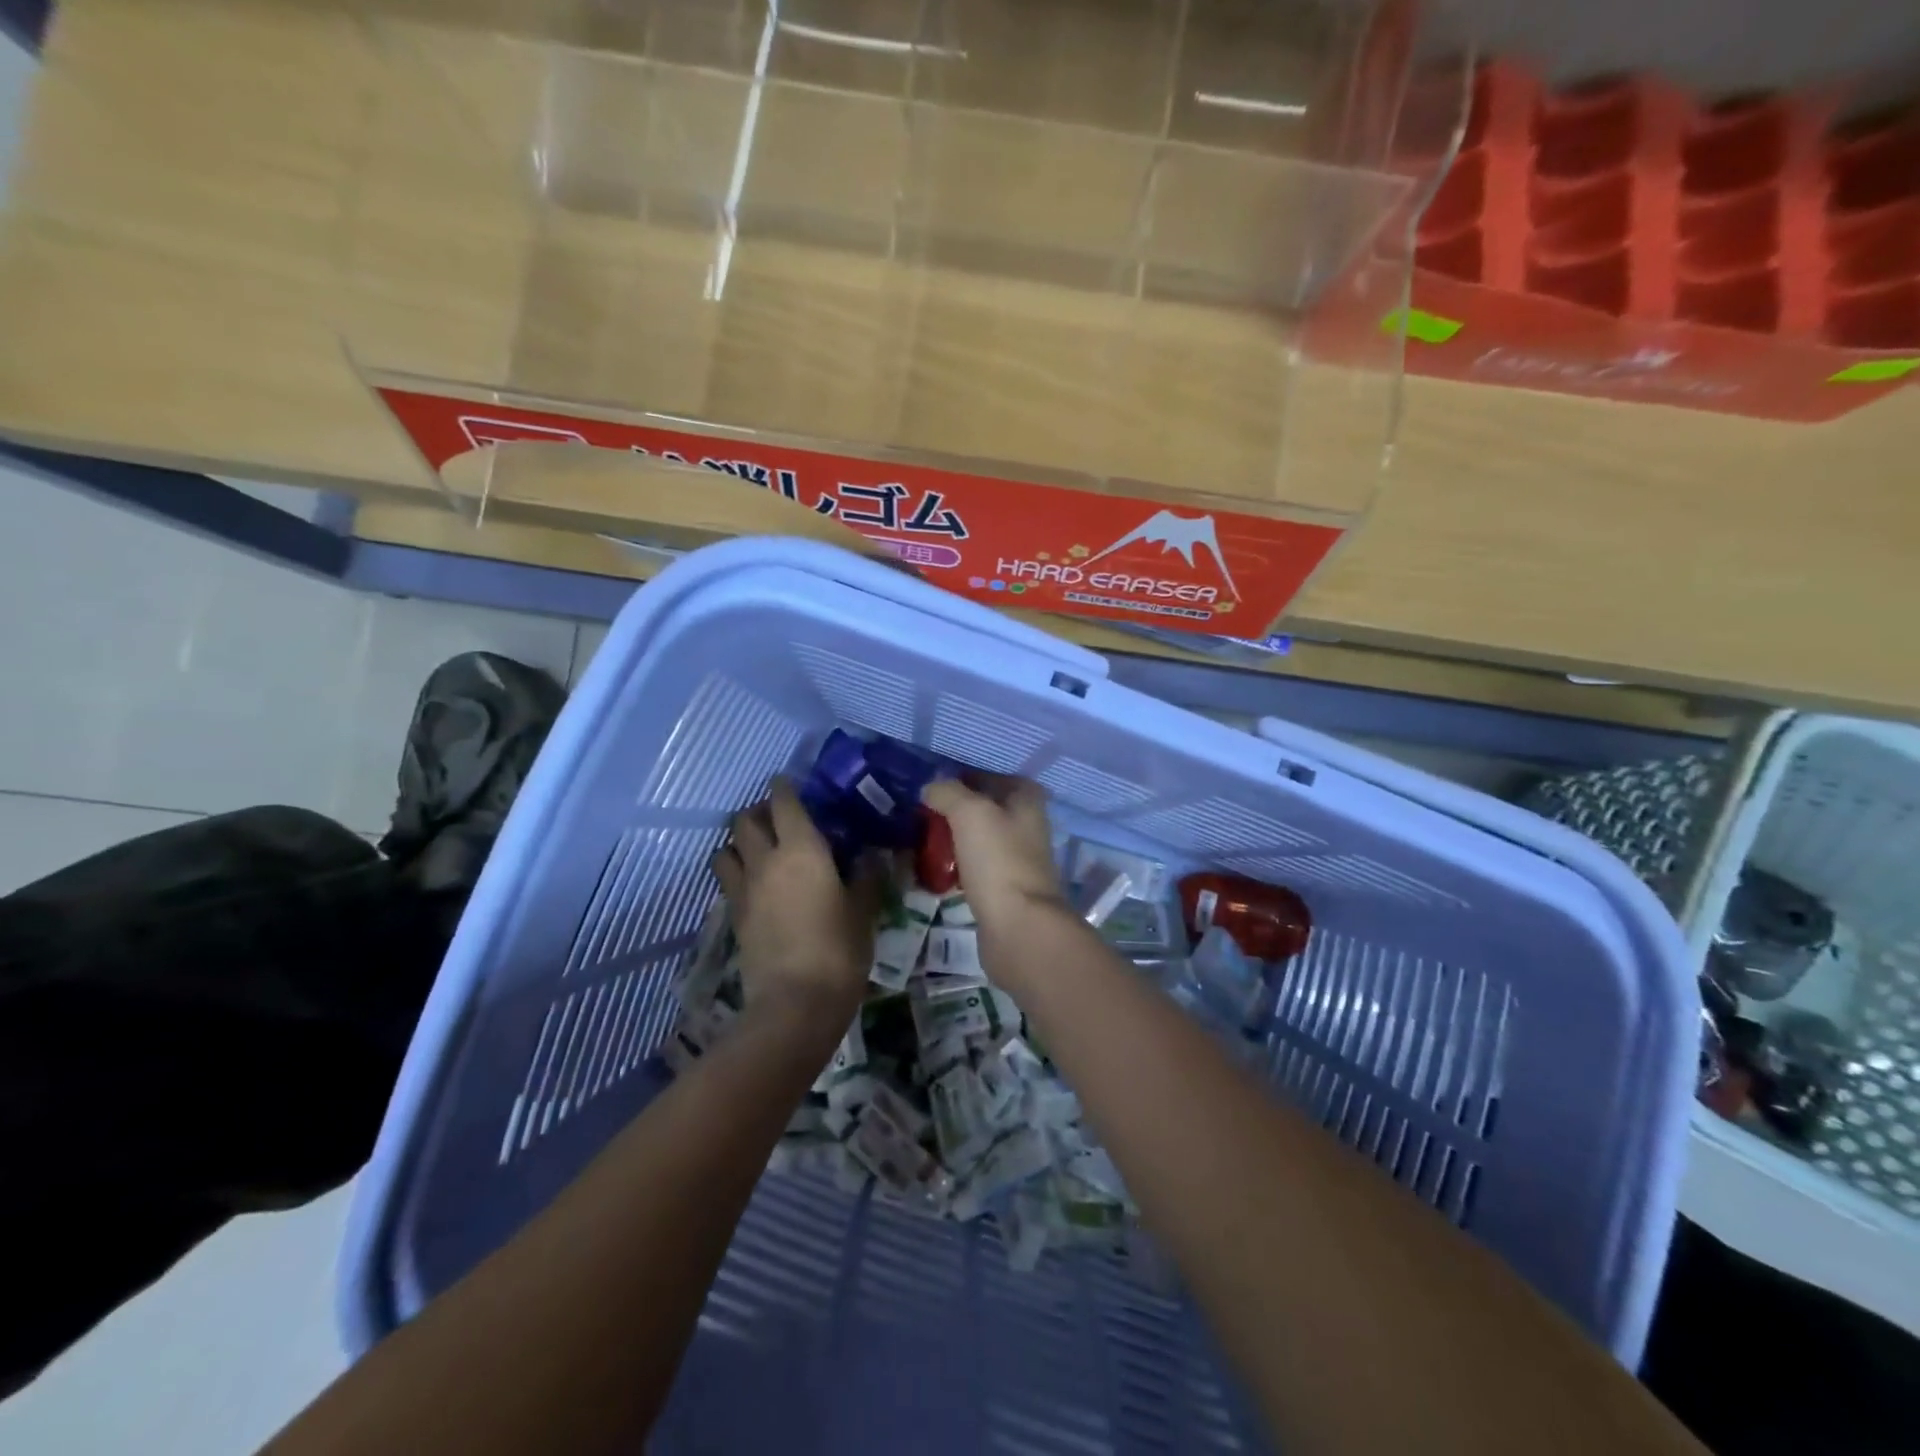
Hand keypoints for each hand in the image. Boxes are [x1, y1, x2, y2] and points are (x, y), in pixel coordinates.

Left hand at [711, 779, 884, 1029]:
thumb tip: (870, 856)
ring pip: (726, 848)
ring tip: (759, 849)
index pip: (784, 802)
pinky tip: (756, 884)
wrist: (796, 1003)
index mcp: (801, 848)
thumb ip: (866, 877)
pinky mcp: (735, 916)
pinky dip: (736, 872)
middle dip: (757, 811)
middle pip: (745, 820)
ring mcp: (744, 889)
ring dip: (739, 841)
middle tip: (777, 818)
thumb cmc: (839, 948)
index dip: (784, 788)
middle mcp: (766, 860)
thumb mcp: (863, 910)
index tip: (789, 783)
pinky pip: (728, 880)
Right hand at [921, 775, 1066, 931]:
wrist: (1018, 926)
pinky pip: (978, 868)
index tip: (933, 787)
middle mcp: (1028, 826)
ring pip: (981, 839)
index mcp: (1027, 801)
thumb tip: (930, 788)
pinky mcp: (1006, 889)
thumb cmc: (998, 860)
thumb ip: (948, 792)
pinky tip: (937, 870)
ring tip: (923, 841)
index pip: (993, 777)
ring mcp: (1018, 859)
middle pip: (987, 809)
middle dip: (956, 810)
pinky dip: (959, 866)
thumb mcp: (969, 812)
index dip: (964, 777)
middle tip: (922, 814)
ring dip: (956, 839)